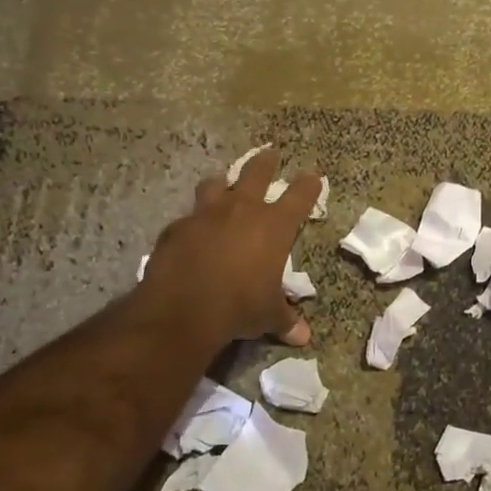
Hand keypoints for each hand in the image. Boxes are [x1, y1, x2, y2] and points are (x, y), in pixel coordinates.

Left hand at [141, 148, 321, 345]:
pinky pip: (188, 217)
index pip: (299, 197)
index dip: (308, 185)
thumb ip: (285, 319)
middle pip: (256, 173)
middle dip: (265, 162)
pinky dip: (194, 221)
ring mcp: (206, 214)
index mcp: (273, 226)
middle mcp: (241, 210)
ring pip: (216, 184)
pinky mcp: (177, 227)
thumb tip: (303, 338)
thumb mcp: (268, 315)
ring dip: (223, 182)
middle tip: (270, 152)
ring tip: (224, 182)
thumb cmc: (240, 307)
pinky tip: (192, 231)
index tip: (313, 176)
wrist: (184, 308)